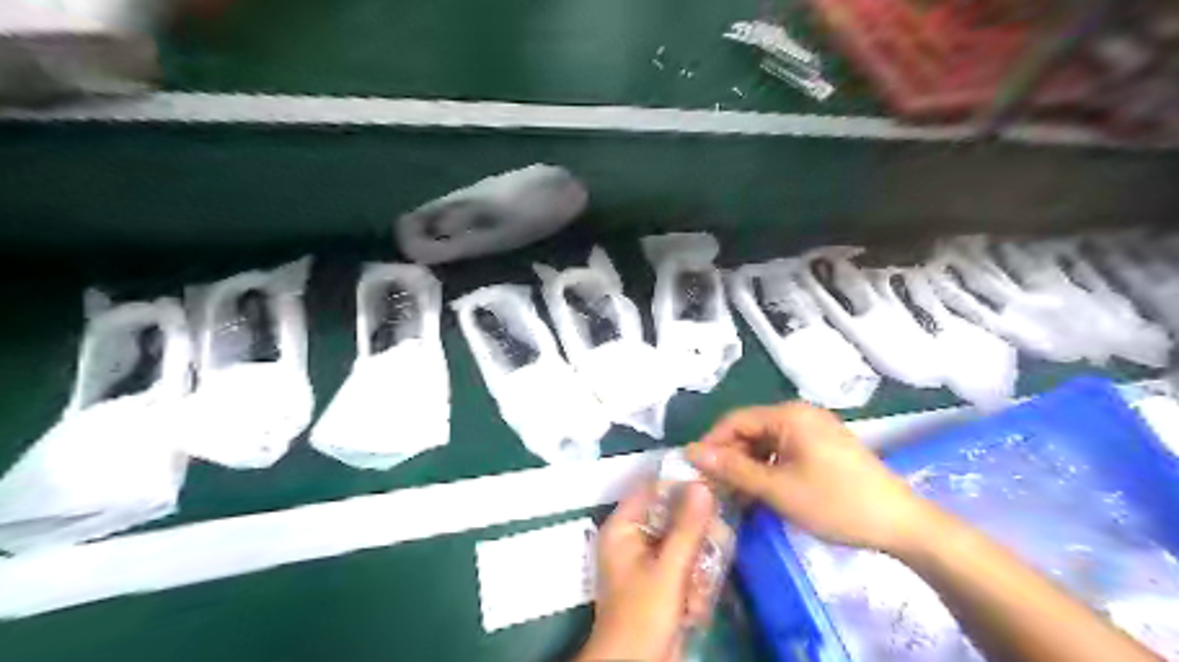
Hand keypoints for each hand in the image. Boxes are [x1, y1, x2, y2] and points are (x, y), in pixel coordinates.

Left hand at [576, 481, 713, 661]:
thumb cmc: (644, 615)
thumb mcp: (669, 570)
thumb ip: (687, 528)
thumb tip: (703, 485)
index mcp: (623, 527)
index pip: (653, 490)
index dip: (681, 487)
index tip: (714, 491)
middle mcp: (632, 537)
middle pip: (671, 516)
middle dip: (695, 536)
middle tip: (716, 545)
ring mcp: (647, 559)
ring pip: (682, 542)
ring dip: (696, 565)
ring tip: (699, 589)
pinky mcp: (659, 579)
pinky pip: (683, 564)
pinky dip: (693, 582)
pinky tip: (694, 606)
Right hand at [687, 405, 936, 554]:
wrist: (901, 524)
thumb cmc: (836, 503)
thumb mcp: (778, 488)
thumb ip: (732, 468)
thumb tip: (691, 452)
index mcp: (788, 415)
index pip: (735, 421)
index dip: (711, 445)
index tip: (695, 472)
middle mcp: (800, 414)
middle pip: (750, 430)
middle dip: (729, 458)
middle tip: (714, 489)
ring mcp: (814, 429)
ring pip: (766, 442)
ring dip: (748, 466)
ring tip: (736, 495)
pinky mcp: (824, 445)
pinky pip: (784, 450)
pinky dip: (768, 468)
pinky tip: (762, 492)